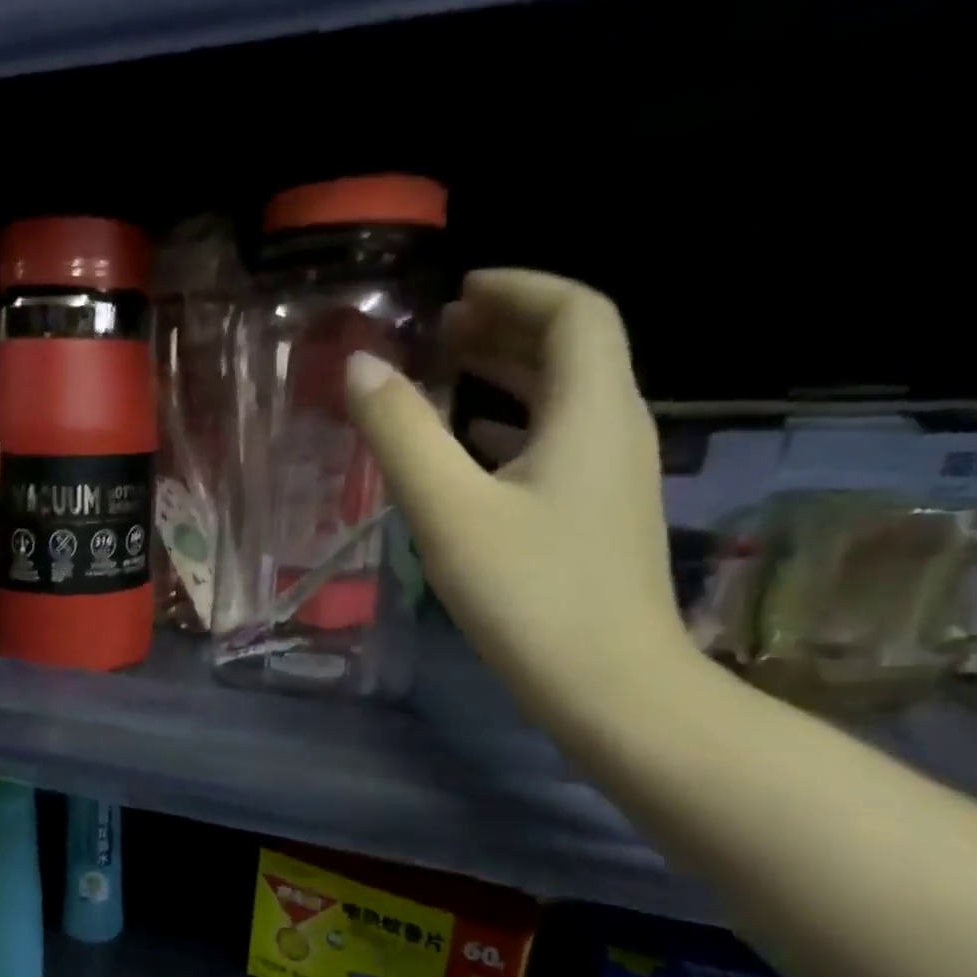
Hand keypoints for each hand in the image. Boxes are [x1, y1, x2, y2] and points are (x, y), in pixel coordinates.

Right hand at [346, 269, 695, 722]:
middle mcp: (615, 432)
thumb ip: (401, 434)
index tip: (457, 292)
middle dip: (507, 328)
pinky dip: (512, 430)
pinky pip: (557, 447)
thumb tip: (361, 366)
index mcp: (592, 412)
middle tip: (440, 331)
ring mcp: (611, 480)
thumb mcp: (450, 510)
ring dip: (508, 378)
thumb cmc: (531, 594)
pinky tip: (469, 454)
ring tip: (446, 377)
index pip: (574, 313)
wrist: (611, 689)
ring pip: (564, 402)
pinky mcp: (596, 520)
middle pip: (573, 352)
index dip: (519, 288)